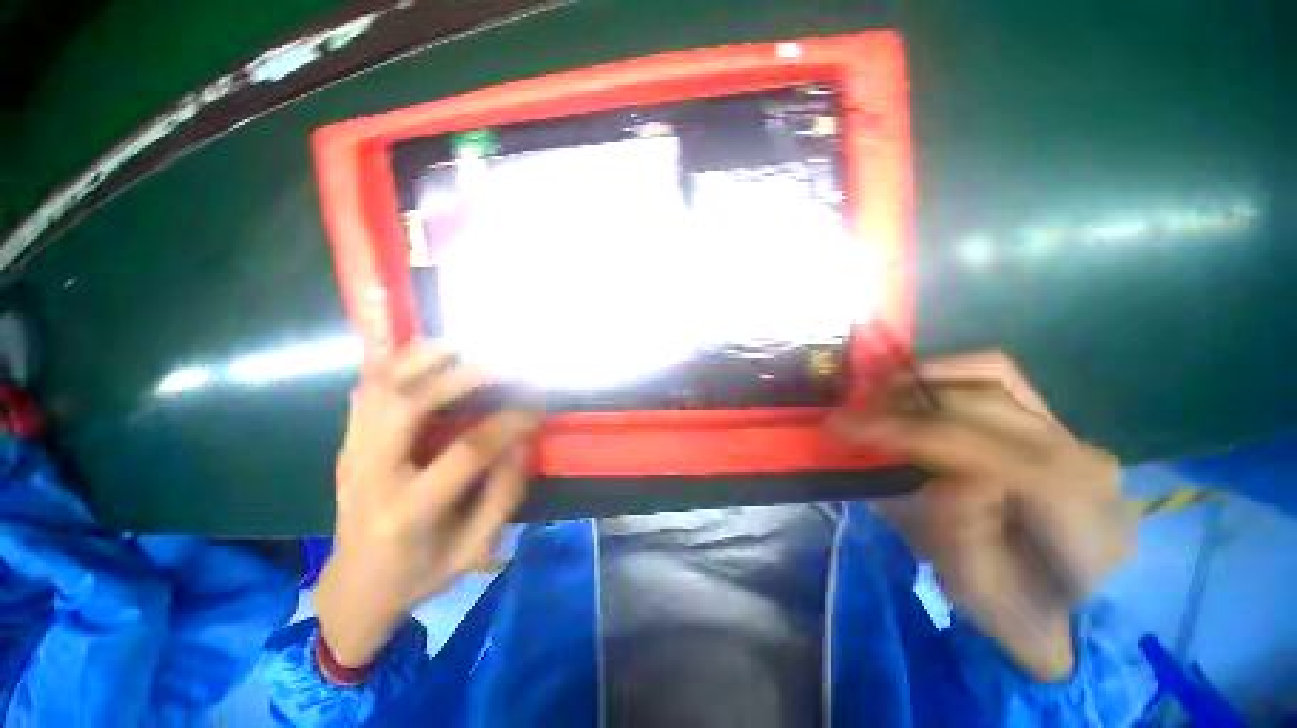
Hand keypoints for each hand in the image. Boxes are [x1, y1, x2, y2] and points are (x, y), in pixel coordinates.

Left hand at [314, 341, 539, 667]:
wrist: (354, 587)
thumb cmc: (419, 574)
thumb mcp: (473, 550)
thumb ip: (503, 494)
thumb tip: (522, 440)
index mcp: (409, 511)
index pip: (467, 452)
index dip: (509, 423)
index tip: (536, 406)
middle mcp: (372, 475)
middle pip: (411, 405)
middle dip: (463, 376)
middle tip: (503, 365)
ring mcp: (352, 455)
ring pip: (381, 388)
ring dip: (423, 359)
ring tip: (462, 346)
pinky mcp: (348, 444)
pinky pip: (366, 391)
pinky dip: (393, 364)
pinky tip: (424, 353)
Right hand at [831, 350, 1133, 679]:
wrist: (1073, 598)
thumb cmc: (1021, 607)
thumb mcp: (980, 595)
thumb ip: (963, 541)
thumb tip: (946, 480)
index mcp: (1073, 513)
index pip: (982, 451)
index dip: (905, 431)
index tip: (843, 428)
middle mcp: (1079, 456)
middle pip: (978, 403)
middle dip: (900, 404)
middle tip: (849, 418)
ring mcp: (1068, 431)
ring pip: (988, 374)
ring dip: (920, 381)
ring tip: (876, 400)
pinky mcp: (1048, 419)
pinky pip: (995, 374)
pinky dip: (946, 372)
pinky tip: (913, 388)